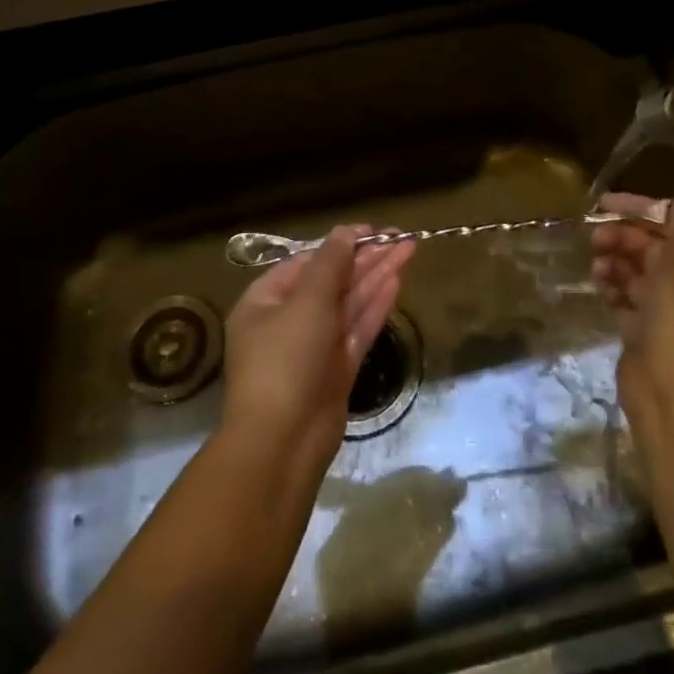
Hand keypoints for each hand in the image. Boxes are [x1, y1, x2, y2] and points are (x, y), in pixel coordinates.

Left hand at [222, 226, 415, 470]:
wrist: (283, 443)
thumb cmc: (285, 360)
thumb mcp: (306, 302)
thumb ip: (330, 264)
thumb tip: (345, 232)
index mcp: (265, 302)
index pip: (306, 263)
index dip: (340, 244)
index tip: (372, 230)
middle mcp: (288, 321)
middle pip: (332, 281)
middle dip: (365, 259)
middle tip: (400, 237)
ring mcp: (314, 347)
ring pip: (349, 303)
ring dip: (376, 276)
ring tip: (408, 250)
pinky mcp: (336, 369)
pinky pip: (357, 329)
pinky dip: (376, 305)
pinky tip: (397, 281)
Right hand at [591, 187, 673, 428]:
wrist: (670, 391)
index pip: (672, 222)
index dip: (640, 209)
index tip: (604, 202)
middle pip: (651, 246)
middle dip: (622, 237)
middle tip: (594, 238)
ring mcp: (666, 310)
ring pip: (635, 272)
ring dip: (614, 262)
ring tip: (597, 269)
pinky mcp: (643, 332)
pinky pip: (625, 300)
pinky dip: (612, 290)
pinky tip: (600, 289)